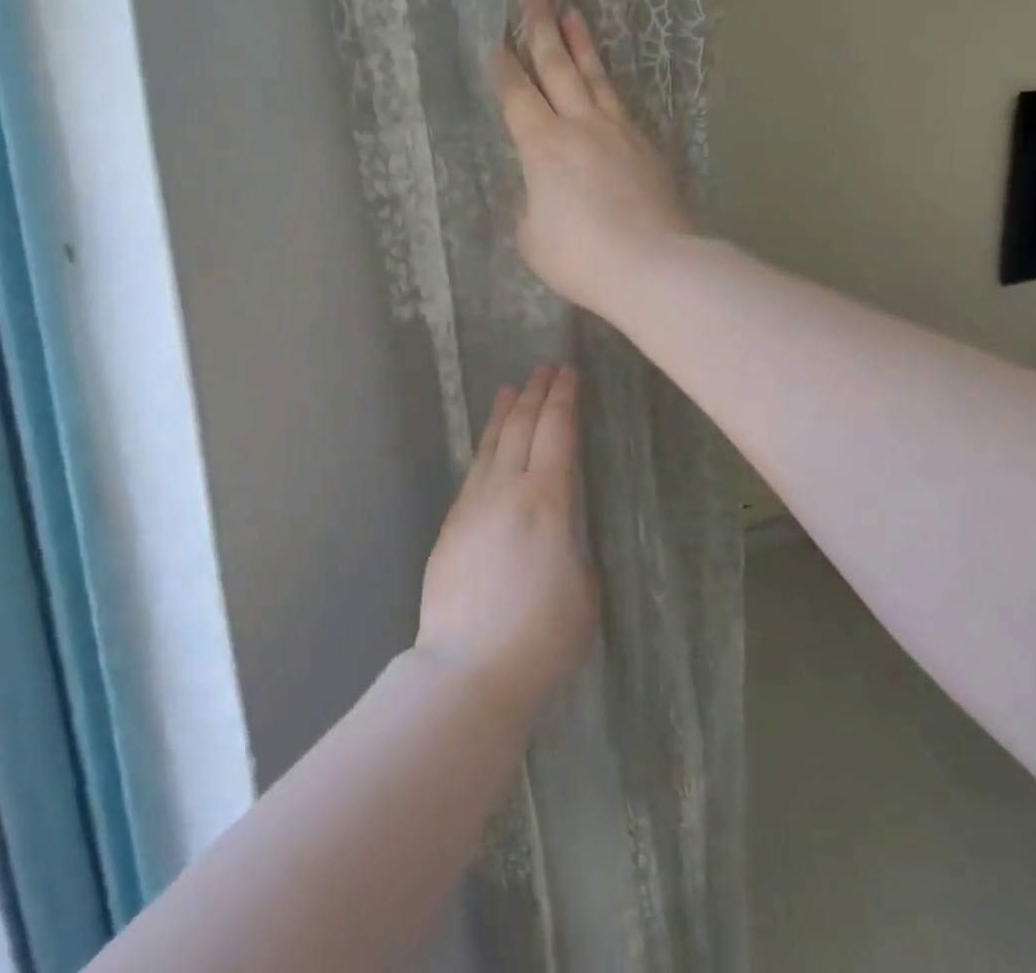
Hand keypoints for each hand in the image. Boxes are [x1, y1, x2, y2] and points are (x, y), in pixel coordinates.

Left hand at [416, 366, 597, 719]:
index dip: (563, 398)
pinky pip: (473, 472)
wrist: (469, 667)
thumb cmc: (542, 636)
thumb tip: (561, 533)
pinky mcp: (451, 525)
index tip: (569, 373)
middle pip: (521, 427)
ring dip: (505, 413)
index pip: (557, 432)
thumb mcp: (584, 590)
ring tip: (512, 389)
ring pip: (491, 445)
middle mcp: (507, 490)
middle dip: (535, 393)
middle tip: (545, 369)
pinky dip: (486, 448)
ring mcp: (473, 505)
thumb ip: (574, 548)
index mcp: (548, 501)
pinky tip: (489, 446)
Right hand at [492, 0, 694, 314]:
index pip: (517, 95)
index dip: (504, 67)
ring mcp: (619, 131)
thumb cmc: (580, 256)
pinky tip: (606, 80)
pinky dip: (608, 84)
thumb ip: (530, 205)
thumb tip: (539, 191)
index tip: (497, 40)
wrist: (654, 265)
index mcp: (542, 145)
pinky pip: (621, 103)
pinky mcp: (647, 146)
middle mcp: (579, 125)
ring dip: (580, 42)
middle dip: (540, 23)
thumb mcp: (533, 237)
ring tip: (572, 12)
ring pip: (595, 76)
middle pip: (557, 65)